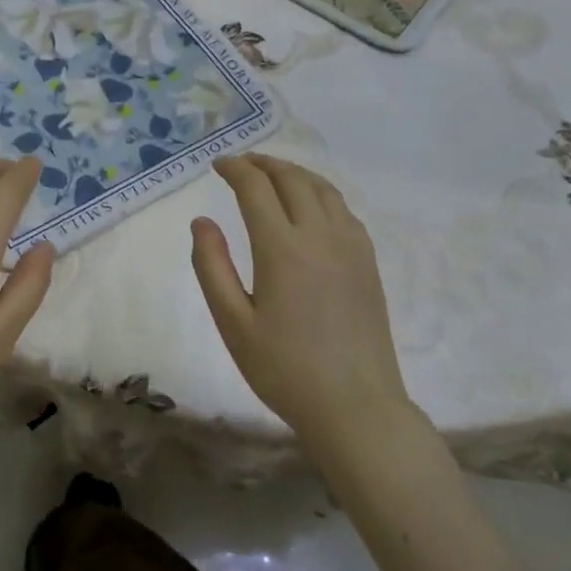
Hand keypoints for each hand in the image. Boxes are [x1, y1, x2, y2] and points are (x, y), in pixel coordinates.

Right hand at [191, 154, 419, 445]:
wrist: (356, 407)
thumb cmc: (284, 370)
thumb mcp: (232, 323)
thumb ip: (212, 267)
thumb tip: (202, 222)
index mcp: (282, 249)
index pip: (256, 188)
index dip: (235, 169)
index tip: (217, 164)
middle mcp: (320, 236)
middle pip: (292, 179)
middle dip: (263, 163)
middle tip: (240, 164)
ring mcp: (351, 247)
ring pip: (323, 189)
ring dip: (294, 173)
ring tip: (272, 174)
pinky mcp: (368, 262)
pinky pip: (343, 210)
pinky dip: (320, 193)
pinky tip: (310, 206)